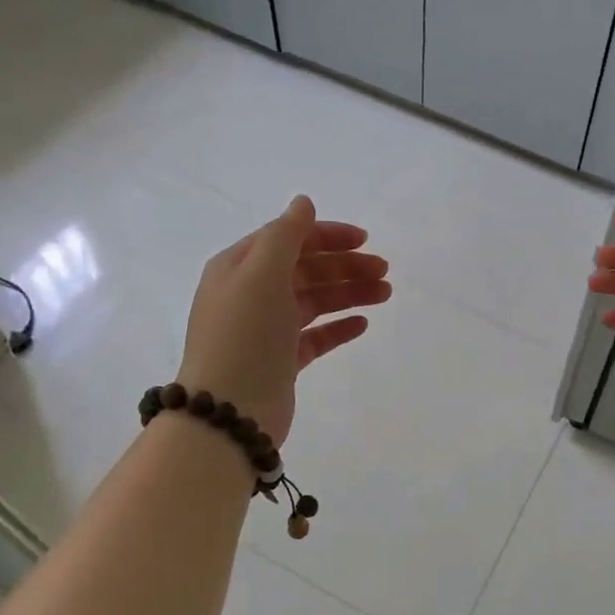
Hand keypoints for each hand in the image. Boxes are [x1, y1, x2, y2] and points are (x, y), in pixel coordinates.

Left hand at [176, 196, 391, 446]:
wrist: (229, 412)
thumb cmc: (245, 335)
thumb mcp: (262, 274)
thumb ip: (286, 235)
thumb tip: (303, 203)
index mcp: (239, 268)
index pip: (288, 239)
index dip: (327, 235)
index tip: (365, 240)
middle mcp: (250, 294)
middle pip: (305, 269)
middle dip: (345, 266)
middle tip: (384, 271)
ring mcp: (266, 329)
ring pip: (314, 301)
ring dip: (348, 292)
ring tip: (385, 293)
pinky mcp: (281, 361)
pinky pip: (314, 336)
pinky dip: (338, 326)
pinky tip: (362, 323)